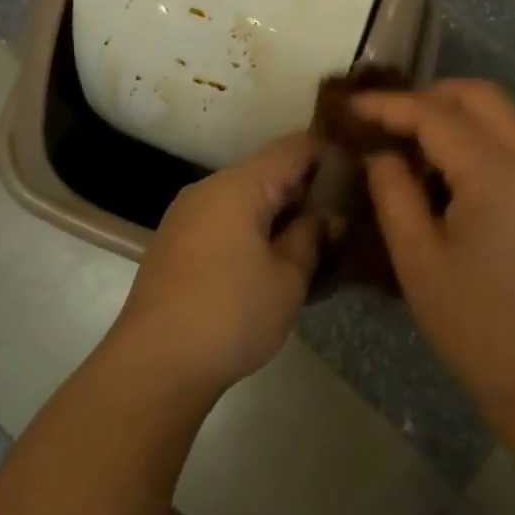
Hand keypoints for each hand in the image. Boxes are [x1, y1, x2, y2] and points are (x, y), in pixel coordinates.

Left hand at [107, 134, 322, 399]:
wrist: (153, 366)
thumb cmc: (230, 315)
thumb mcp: (288, 279)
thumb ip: (312, 238)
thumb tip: (328, 218)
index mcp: (238, 186)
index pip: (294, 148)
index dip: (330, 154)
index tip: (361, 172)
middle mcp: (209, 189)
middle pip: (268, 172)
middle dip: (307, 190)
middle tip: (346, 215)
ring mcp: (188, 216)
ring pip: (246, 199)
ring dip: (281, 214)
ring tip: (316, 242)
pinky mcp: (176, 244)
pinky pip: (225, 221)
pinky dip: (254, 231)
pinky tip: (275, 261)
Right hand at [354, 80, 514, 408]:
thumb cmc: (473, 323)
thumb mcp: (417, 259)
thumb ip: (393, 193)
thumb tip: (383, 154)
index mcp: (497, 175)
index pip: (436, 116)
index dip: (390, 106)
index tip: (352, 106)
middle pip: (482, 96)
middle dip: (431, 95)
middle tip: (388, 120)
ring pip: (501, 116)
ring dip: (455, 115)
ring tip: (410, 145)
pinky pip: (512, 145)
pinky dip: (476, 139)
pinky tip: (444, 173)